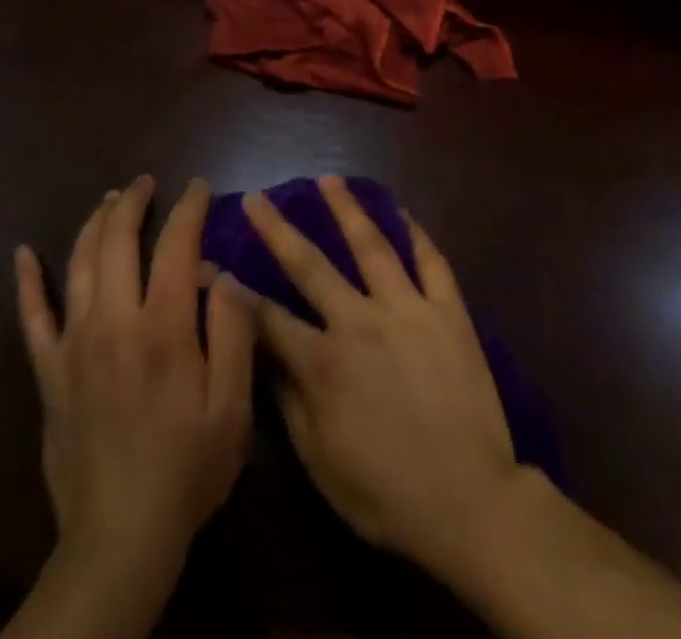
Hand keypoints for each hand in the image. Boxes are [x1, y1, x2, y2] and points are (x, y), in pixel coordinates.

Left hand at [15, 175, 255, 587]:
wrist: (120, 538)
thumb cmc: (188, 469)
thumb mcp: (232, 406)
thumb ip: (232, 332)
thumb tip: (222, 273)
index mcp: (163, 328)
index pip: (176, 246)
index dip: (188, 209)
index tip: (197, 187)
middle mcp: (113, 323)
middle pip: (118, 242)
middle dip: (133, 203)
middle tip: (146, 183)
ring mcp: (74, 346)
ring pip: (78, 265)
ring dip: (94, 224)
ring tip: (108, 200)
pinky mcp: (49, 373)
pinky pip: (32, 317)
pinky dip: (27, 282)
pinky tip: (22, 254)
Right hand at [241, 174, 521, 578]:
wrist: (471, 503)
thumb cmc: (386, 492)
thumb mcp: (320, 461)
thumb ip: (288, 402)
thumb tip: (264, 354)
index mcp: (323, 361)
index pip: (266, 316)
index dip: (233, 290)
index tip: (209, 262)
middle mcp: (360, 321)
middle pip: (311, 264)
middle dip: (278, 229)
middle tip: (258, 198)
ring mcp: (407, 309)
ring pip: (372, 245)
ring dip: (346, 209)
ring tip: (328, 179)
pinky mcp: (448, 311)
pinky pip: (432, 262)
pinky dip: (416, 233)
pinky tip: (403, 211)